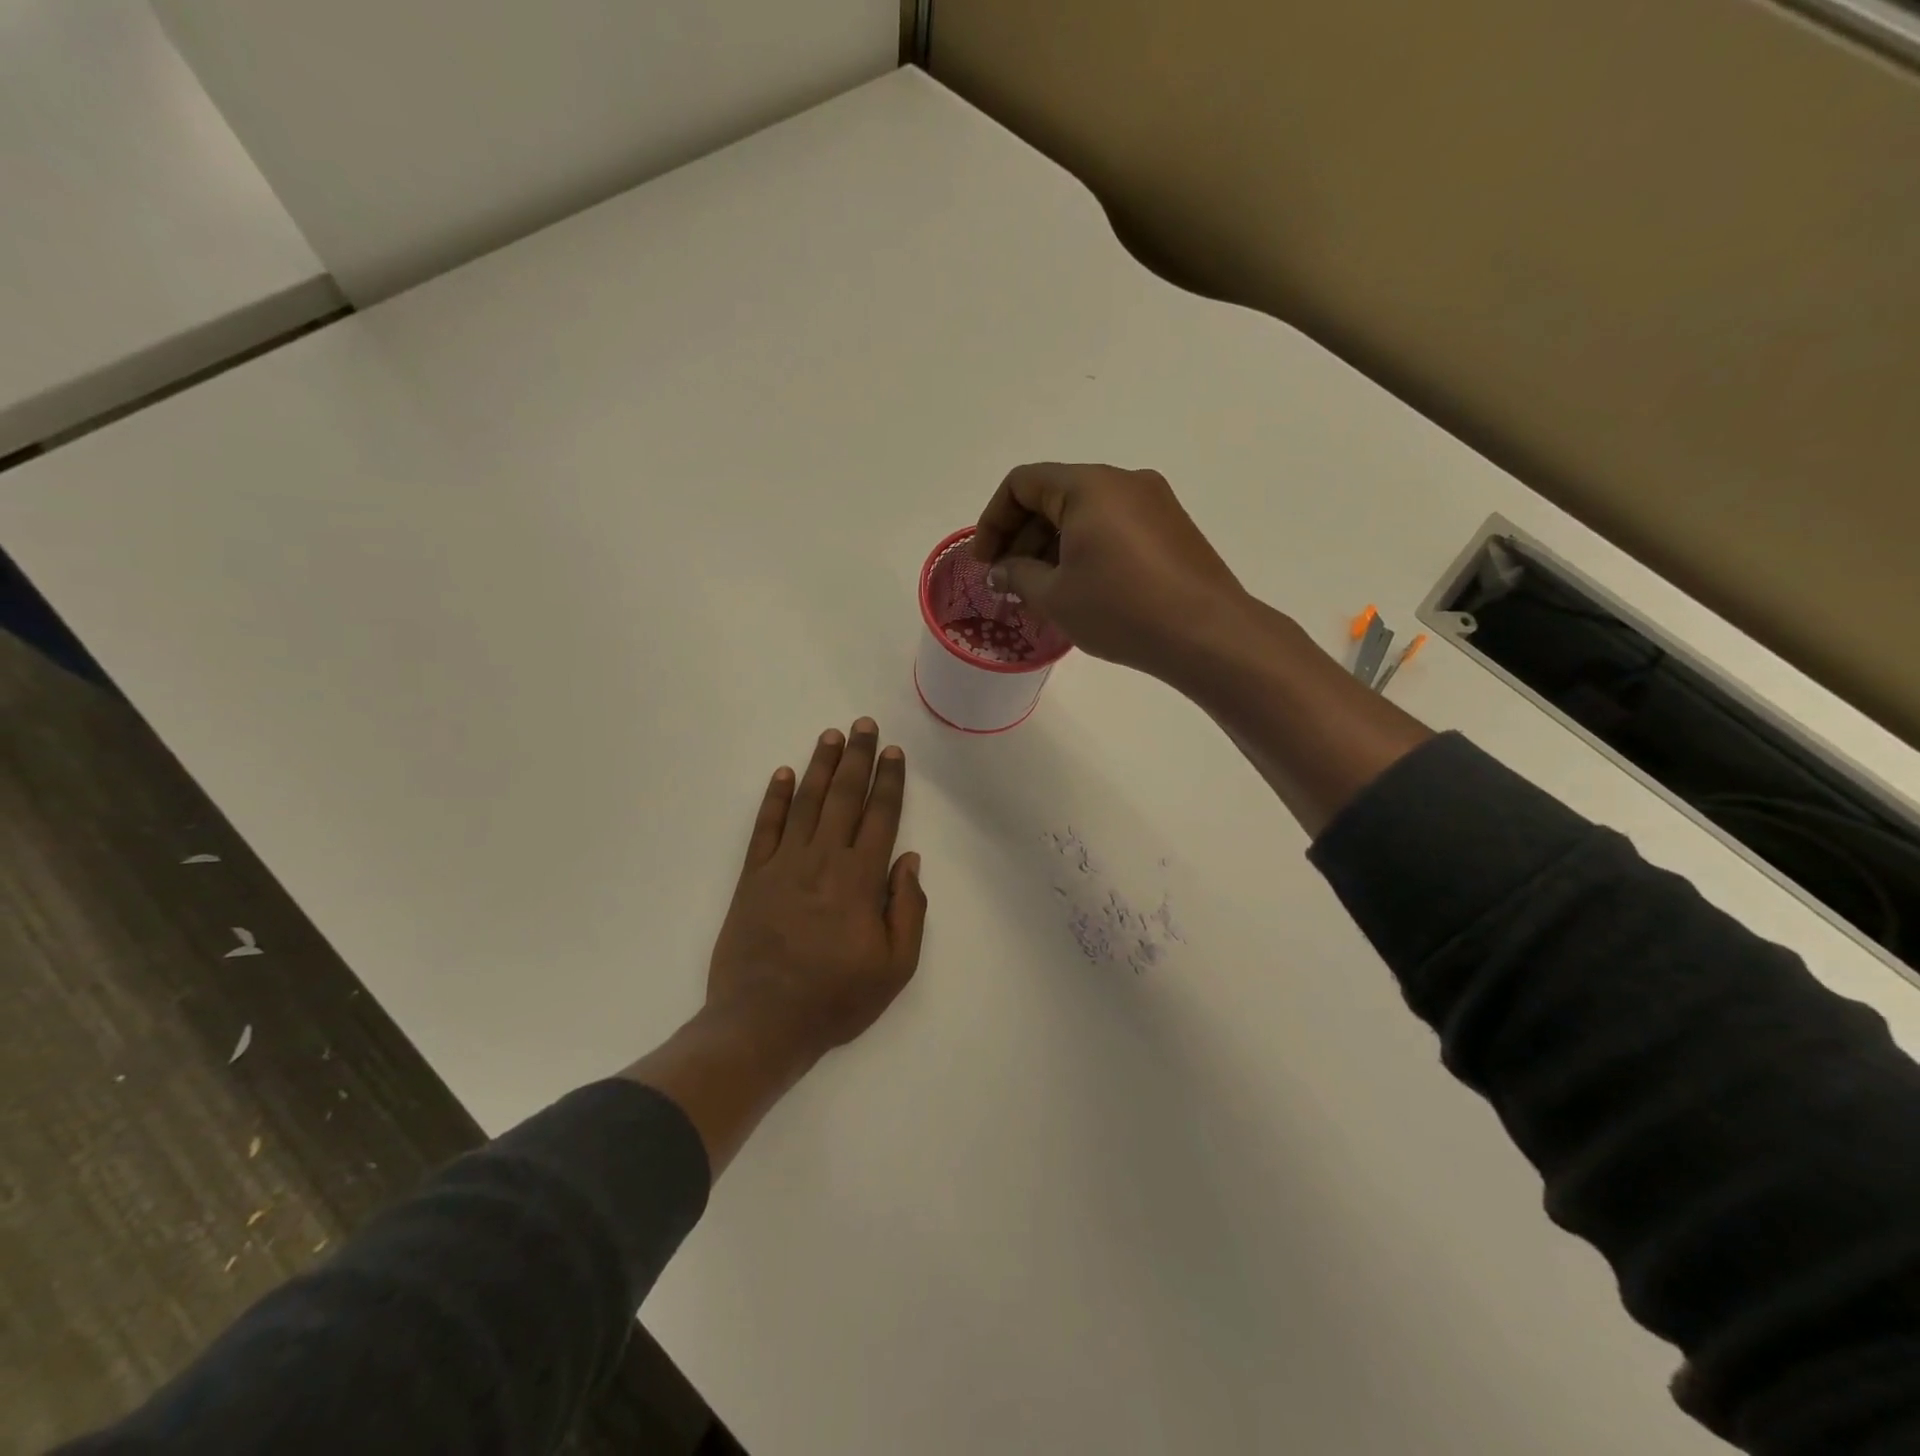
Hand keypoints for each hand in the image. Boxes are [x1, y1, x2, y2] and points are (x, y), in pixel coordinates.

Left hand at [705, 718, 926, 1059]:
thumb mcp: (895, 967)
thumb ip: (907, 909)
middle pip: (845, 797)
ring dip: (821, 766)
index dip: (889, 782)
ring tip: (831, 736)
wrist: (763, 1023)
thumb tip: (908, 859)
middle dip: (857, 758)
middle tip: (864, 725)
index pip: (880, 816)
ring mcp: (783, 865)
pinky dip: (775, 798)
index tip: (893, 752)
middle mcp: (823, 860)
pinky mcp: (752, 877)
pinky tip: (784, 774)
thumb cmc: (836, 999)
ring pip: (807, 803)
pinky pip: (765, 827)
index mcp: (861, 880)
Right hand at [971, 463, 1245, 678]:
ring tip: (1041, 593)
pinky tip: (1080, 590)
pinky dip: (1086, 550)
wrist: (1206, 633)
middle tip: (1009, 582)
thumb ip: (1017, 575)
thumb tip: (1002, 571)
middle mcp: (1123, 481)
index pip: (1023, 483)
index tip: (985, 563)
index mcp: (1089, 486)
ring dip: (1053, 547)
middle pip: (1054, 496)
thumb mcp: (1056, 595)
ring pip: (1085, 514)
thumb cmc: (1120, 609)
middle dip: (1023, 537)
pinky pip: (1114, 528)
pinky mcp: (1172, 528)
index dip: (993, 521)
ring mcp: (1153, 503)